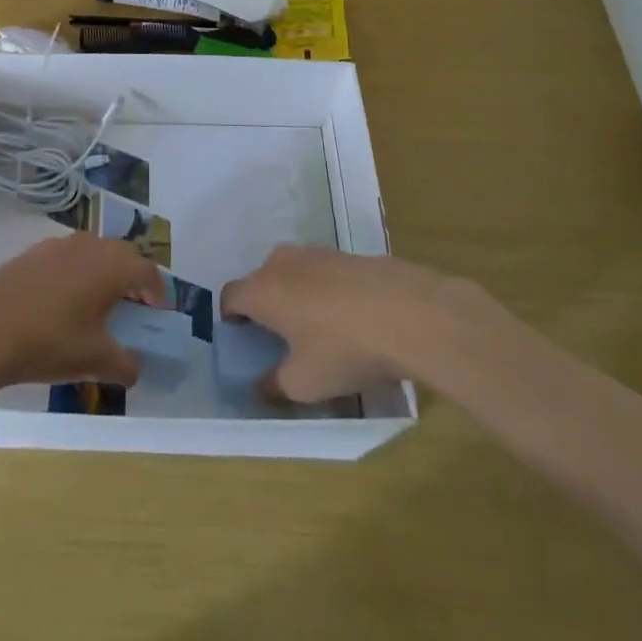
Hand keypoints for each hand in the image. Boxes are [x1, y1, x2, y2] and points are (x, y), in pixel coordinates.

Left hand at [0, 233, 166, 390]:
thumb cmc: (49, 341)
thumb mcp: (94, 360)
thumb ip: (124, 364)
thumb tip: (134, 369)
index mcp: (112, 265)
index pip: (148, 270)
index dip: (157, 292)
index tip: (157, 314)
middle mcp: (89, 245)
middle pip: (122, 255)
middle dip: (131, 279)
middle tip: (131, 308)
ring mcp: (57, 245)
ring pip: (93, 253)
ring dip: (102, 274)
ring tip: (96, 306)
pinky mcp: (31, 252)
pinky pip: (66, 258)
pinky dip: (75, 275)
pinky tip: (61, 304)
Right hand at [220, 247, 463, 403]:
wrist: (411, 313)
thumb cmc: (345, 348)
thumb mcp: (305, 383)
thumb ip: (275, 386)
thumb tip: (261, 387)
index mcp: (262, 289)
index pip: (230, 296)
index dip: (231, 319)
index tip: (243, 340)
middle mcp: (283, 263)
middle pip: (261, 280)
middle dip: (265, 306)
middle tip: (280, 338)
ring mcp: (318, 253)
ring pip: (294, 273)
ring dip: (297, 296)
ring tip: (317, 328)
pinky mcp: (349, 255)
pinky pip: (324, 273)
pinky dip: (327, 292)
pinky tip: (350, 318)